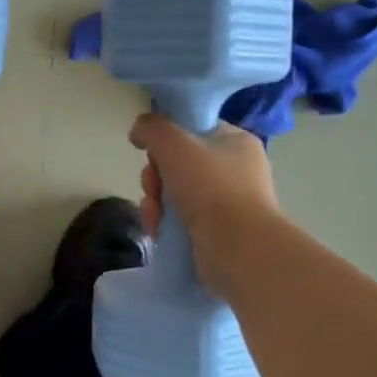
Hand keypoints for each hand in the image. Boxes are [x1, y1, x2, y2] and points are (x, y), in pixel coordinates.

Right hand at [130, 114, 279, 295]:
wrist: (237, 248)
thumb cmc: (210, 186)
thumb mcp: (174, 143)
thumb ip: (151, 128)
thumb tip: (139, 131)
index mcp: (236, 142)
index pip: (193, 130)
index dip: (167, 139)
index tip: (152, 152)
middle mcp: (235, 170)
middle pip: (178, 163)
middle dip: (155, 177)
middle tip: (152, 188)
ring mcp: (227, 203)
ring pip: (175, 192)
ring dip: (154, 202)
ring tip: (154, 215)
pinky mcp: (216, 231)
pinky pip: (180, 218)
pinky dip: (164, 222)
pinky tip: (158, 230)